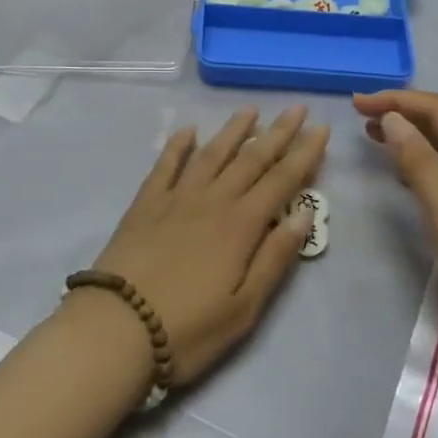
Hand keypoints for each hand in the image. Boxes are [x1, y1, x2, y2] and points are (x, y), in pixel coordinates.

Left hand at [82, 107, 328, 387]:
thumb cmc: (188, 328)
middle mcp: (212, 201)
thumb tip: (305, 213)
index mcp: (241, 225)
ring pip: (211, 154)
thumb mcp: (245, 307)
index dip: (304, 154)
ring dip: (233, 130)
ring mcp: (176, 198)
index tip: (321, 128)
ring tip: (250, 110)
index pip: (281, 180)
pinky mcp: (145, 204)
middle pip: (251, 159)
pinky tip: (187, 130)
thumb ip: (275, 257)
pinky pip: (165, 165)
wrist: (116, 328)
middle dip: (277, 133)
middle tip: (297, 108)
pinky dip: (177, 145)